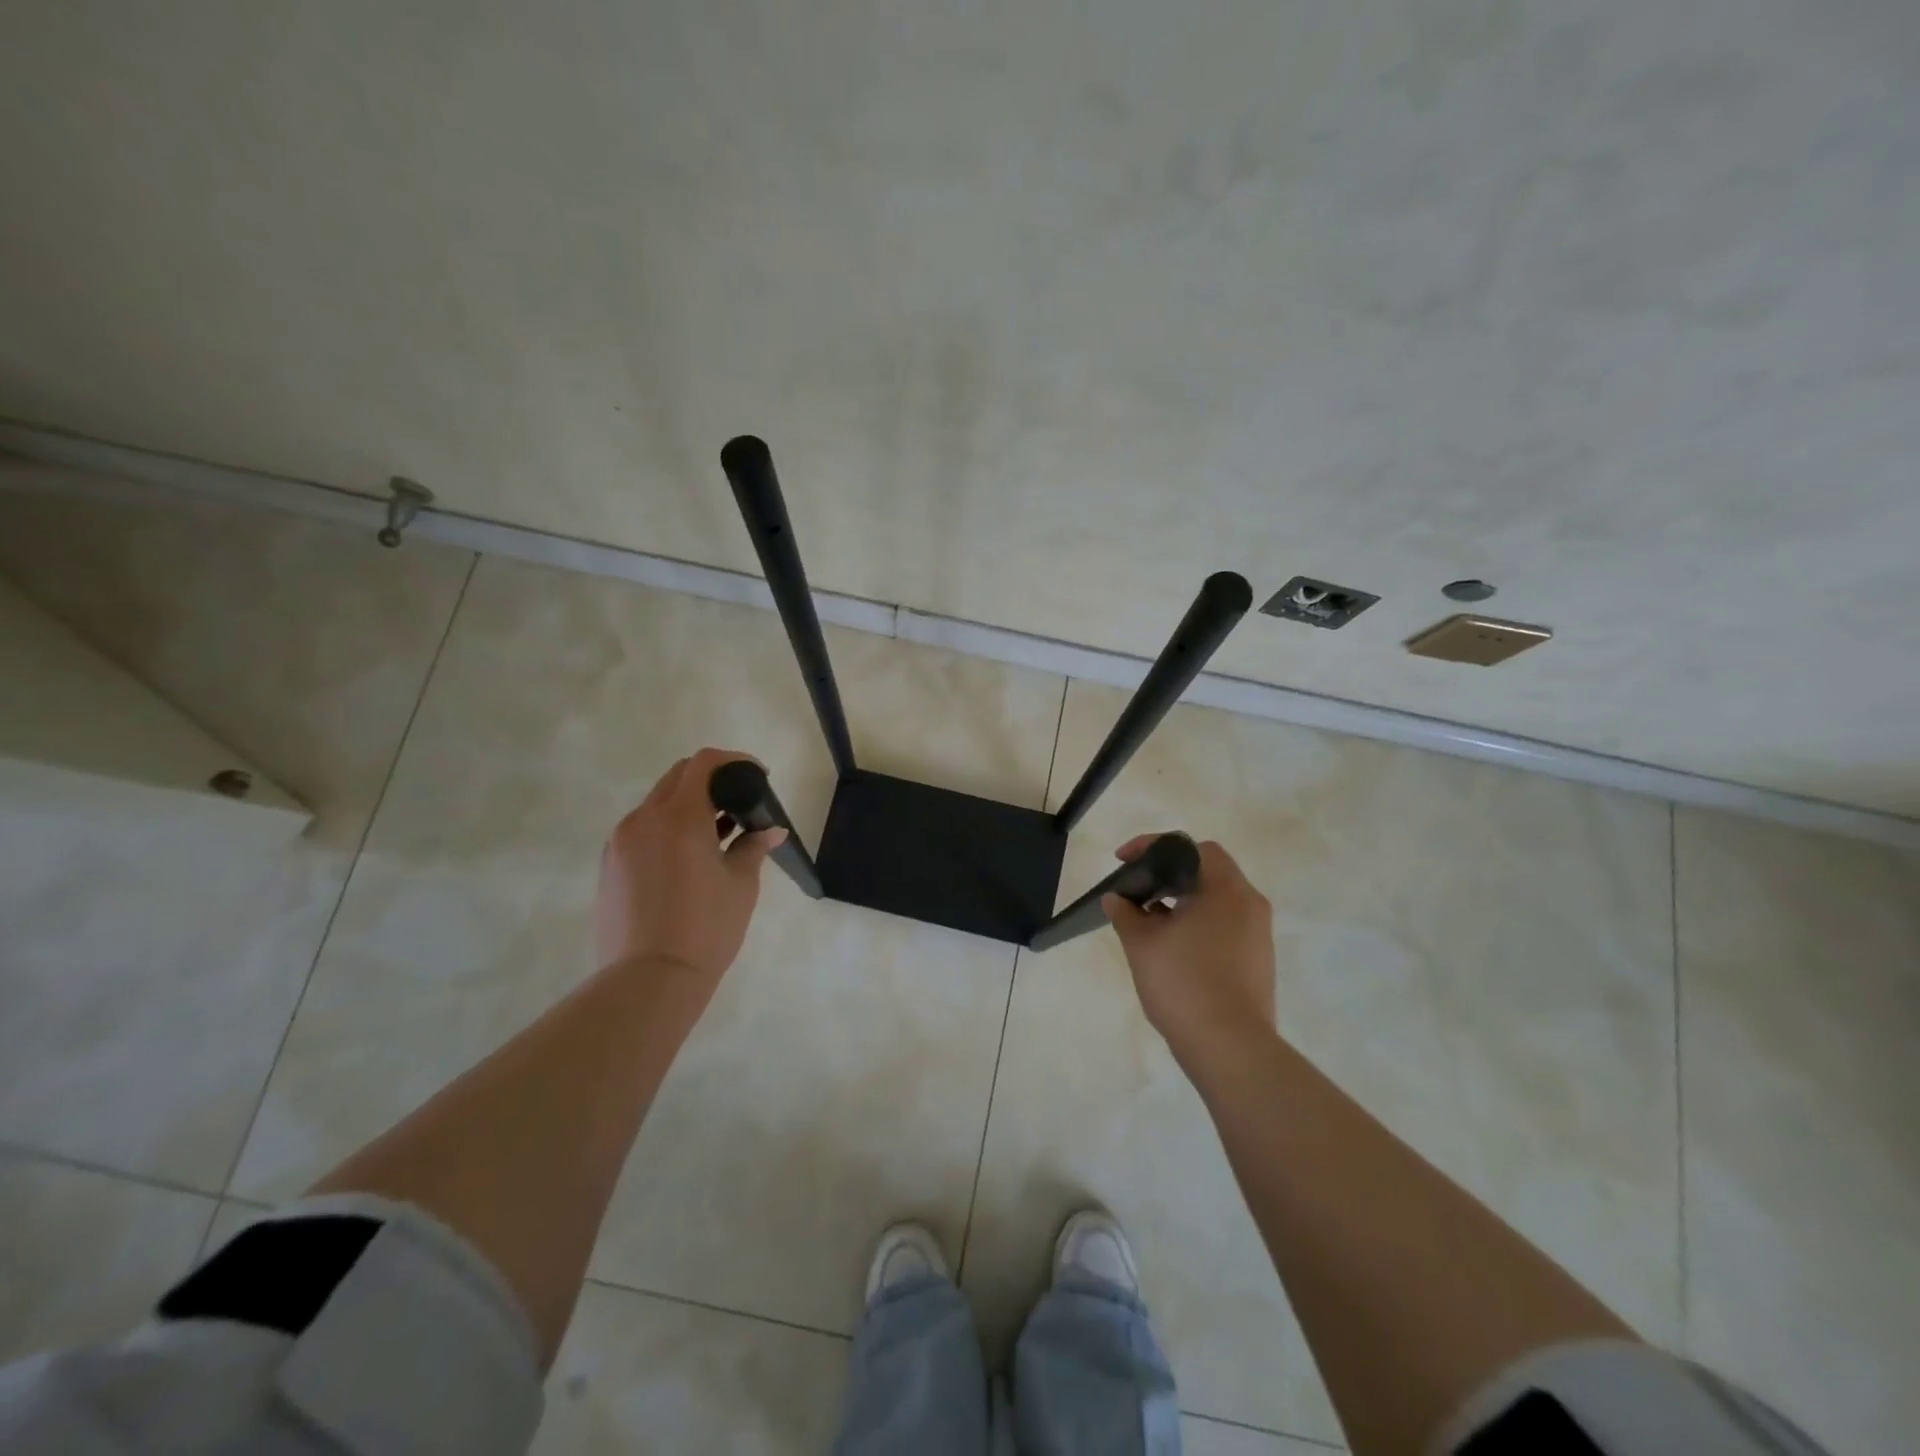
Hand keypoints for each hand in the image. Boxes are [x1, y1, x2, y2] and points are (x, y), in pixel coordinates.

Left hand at [595, 748, 786, 995]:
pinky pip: (642, 830)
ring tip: (717, 835)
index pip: (703, 764)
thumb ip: (753, 847)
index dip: (734, 760)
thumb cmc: (705, 928)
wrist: (649, 980)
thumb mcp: (740, 884)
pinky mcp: (609, 865)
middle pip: (677, 778)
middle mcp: (644, 819)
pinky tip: (688, 859)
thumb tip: (771, 830)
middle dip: (710, 781)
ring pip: (657, 804)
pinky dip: (667, 829)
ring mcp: (620, 842)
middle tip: (739, 804)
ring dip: (688, 806)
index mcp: (679, 817)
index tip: (757, 776)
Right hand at [1103, 836, 1276, 1066]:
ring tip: (1148, 923)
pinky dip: (1197, 926)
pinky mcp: (1258, 962)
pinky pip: (1224, 927)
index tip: (1123, 861)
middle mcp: (1249, 905)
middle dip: (1166, 877)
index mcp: (1226, 889)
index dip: (1153, 847)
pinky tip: (1171, 950)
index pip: (1192, 848)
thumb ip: (1126, 913)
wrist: (1230, 1049)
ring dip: (1181, 903)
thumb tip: (1117, 899)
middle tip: (1136, 892)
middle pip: (1206, 873)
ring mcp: (1258, 936)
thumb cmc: (1184, 983)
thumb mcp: (1143, 944)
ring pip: (1215, 902)